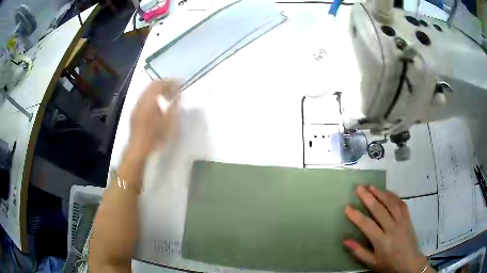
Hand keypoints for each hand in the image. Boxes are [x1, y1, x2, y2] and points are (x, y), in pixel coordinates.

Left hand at [129, 80, 179, 155]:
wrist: (138, 148)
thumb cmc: (155, 136)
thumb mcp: (169, 122)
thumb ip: (175, 106)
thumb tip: (179, 94)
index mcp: (150, 100)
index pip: (160, 83)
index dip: (171, 81)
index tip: (180, 83)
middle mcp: (142, 100)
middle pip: (153, 85)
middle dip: (165, 84)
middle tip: (175, 89)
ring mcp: (137, 106)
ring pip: (148, 91)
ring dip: (158, 91)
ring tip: (168, 97)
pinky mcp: (135, 112)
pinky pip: (144, 98)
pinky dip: (153, 97)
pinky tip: (158, 106)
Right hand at [344, 185, 429, 272]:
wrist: (410, 263)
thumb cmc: (389, 264)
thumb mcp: (372, 263)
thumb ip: (359, 252)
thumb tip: (345, 240)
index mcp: (382, 241)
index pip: (367, 225)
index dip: (356, 215)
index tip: (347, 206)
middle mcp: (392, 228)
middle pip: (379, 210)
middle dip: (368, 197)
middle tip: (359, 188)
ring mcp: (402, 221)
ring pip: (391, 203)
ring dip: (381, 193)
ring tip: (371, 186)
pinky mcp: (408, 218)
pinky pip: (401, 204)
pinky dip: (393, 196)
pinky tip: (387, 192)